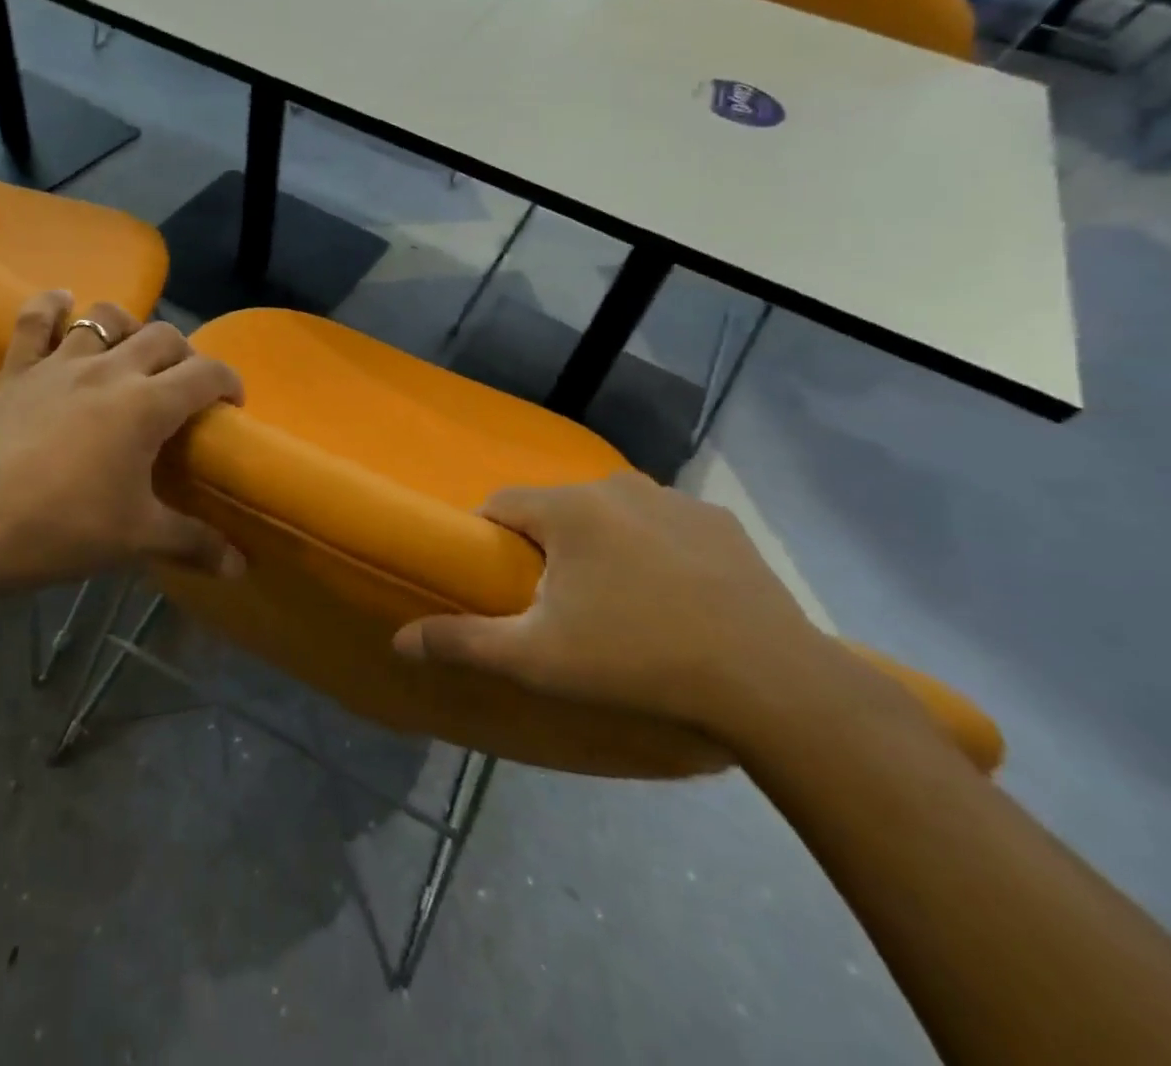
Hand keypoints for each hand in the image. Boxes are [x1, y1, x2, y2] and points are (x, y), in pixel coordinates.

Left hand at [0, 291, 245, 592]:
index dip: (229, 381)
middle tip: (183, 387)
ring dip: (128, 326)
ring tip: (131, 351)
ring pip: (105, 317)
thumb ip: (195, 544)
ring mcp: (60, 365)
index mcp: (147, 405)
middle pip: (163, 336)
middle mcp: (110, 371)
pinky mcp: (17, 372)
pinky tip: (63, 304)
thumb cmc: (65, 529)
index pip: (206, 373)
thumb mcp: (139, 538)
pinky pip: (34, 321)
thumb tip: (240, 567)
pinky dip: (51, 306)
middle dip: (185, 354)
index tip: (232, 403)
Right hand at [392, 473, 838, 735]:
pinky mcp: (720, 523)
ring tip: (616, 603)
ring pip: (611, 515)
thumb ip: (462, 642)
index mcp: (569, 509)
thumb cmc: (635, 661)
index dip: (489, 539)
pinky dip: (652, 550)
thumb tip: (399, 640)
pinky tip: (672, 598)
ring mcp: (676, 500)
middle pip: (557, 509)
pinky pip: (663, 526)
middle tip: (556, 605)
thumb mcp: (537, 660)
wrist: (770, 684)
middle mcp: (618, 486)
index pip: (501, 504)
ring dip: (600, 546)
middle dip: (546, 547)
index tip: (497, 582)